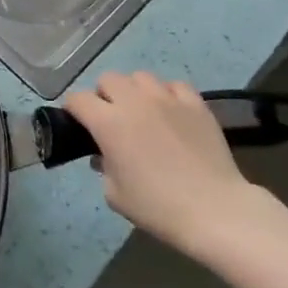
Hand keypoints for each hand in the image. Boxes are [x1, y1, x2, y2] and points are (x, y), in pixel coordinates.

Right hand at [63, 70, 270, 257]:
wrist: (215, 211)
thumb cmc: (158, 207)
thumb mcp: (115, 195)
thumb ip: (103, 168)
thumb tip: (104, 156)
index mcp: (108, 123)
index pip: (78, 99)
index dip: (72, 109)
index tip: (76, 122)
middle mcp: (134, 102)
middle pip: (108, 79)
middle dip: (103, 95)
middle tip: (110, 118)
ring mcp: (167, 99)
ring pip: (140, 76)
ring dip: (134, 91)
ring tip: (142, 111)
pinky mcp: (196, 104)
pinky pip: (174, 85)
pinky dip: (167, 94)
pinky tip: (171, 112)